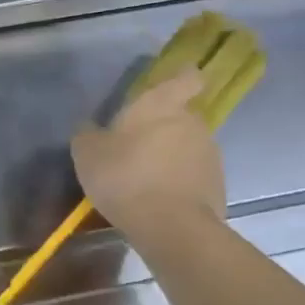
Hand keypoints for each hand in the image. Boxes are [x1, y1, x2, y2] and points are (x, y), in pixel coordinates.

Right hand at [72, 70, 226, 251]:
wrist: (170, 226)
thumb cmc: (125, 176)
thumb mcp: (87, 153)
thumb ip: (88, 134)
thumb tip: (91, 128)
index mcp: (161, 105)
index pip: (185, 78)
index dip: (182, 79)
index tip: (174, 84)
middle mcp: (192, 122)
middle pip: (182, 116)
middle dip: (163, 127)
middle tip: (137, 146)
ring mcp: (209, 154)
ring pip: (188, 146)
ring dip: (170, 156)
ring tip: (145, 179)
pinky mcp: (217, 184)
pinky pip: (193, 175)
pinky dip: (178, 182)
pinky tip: (157, 199)